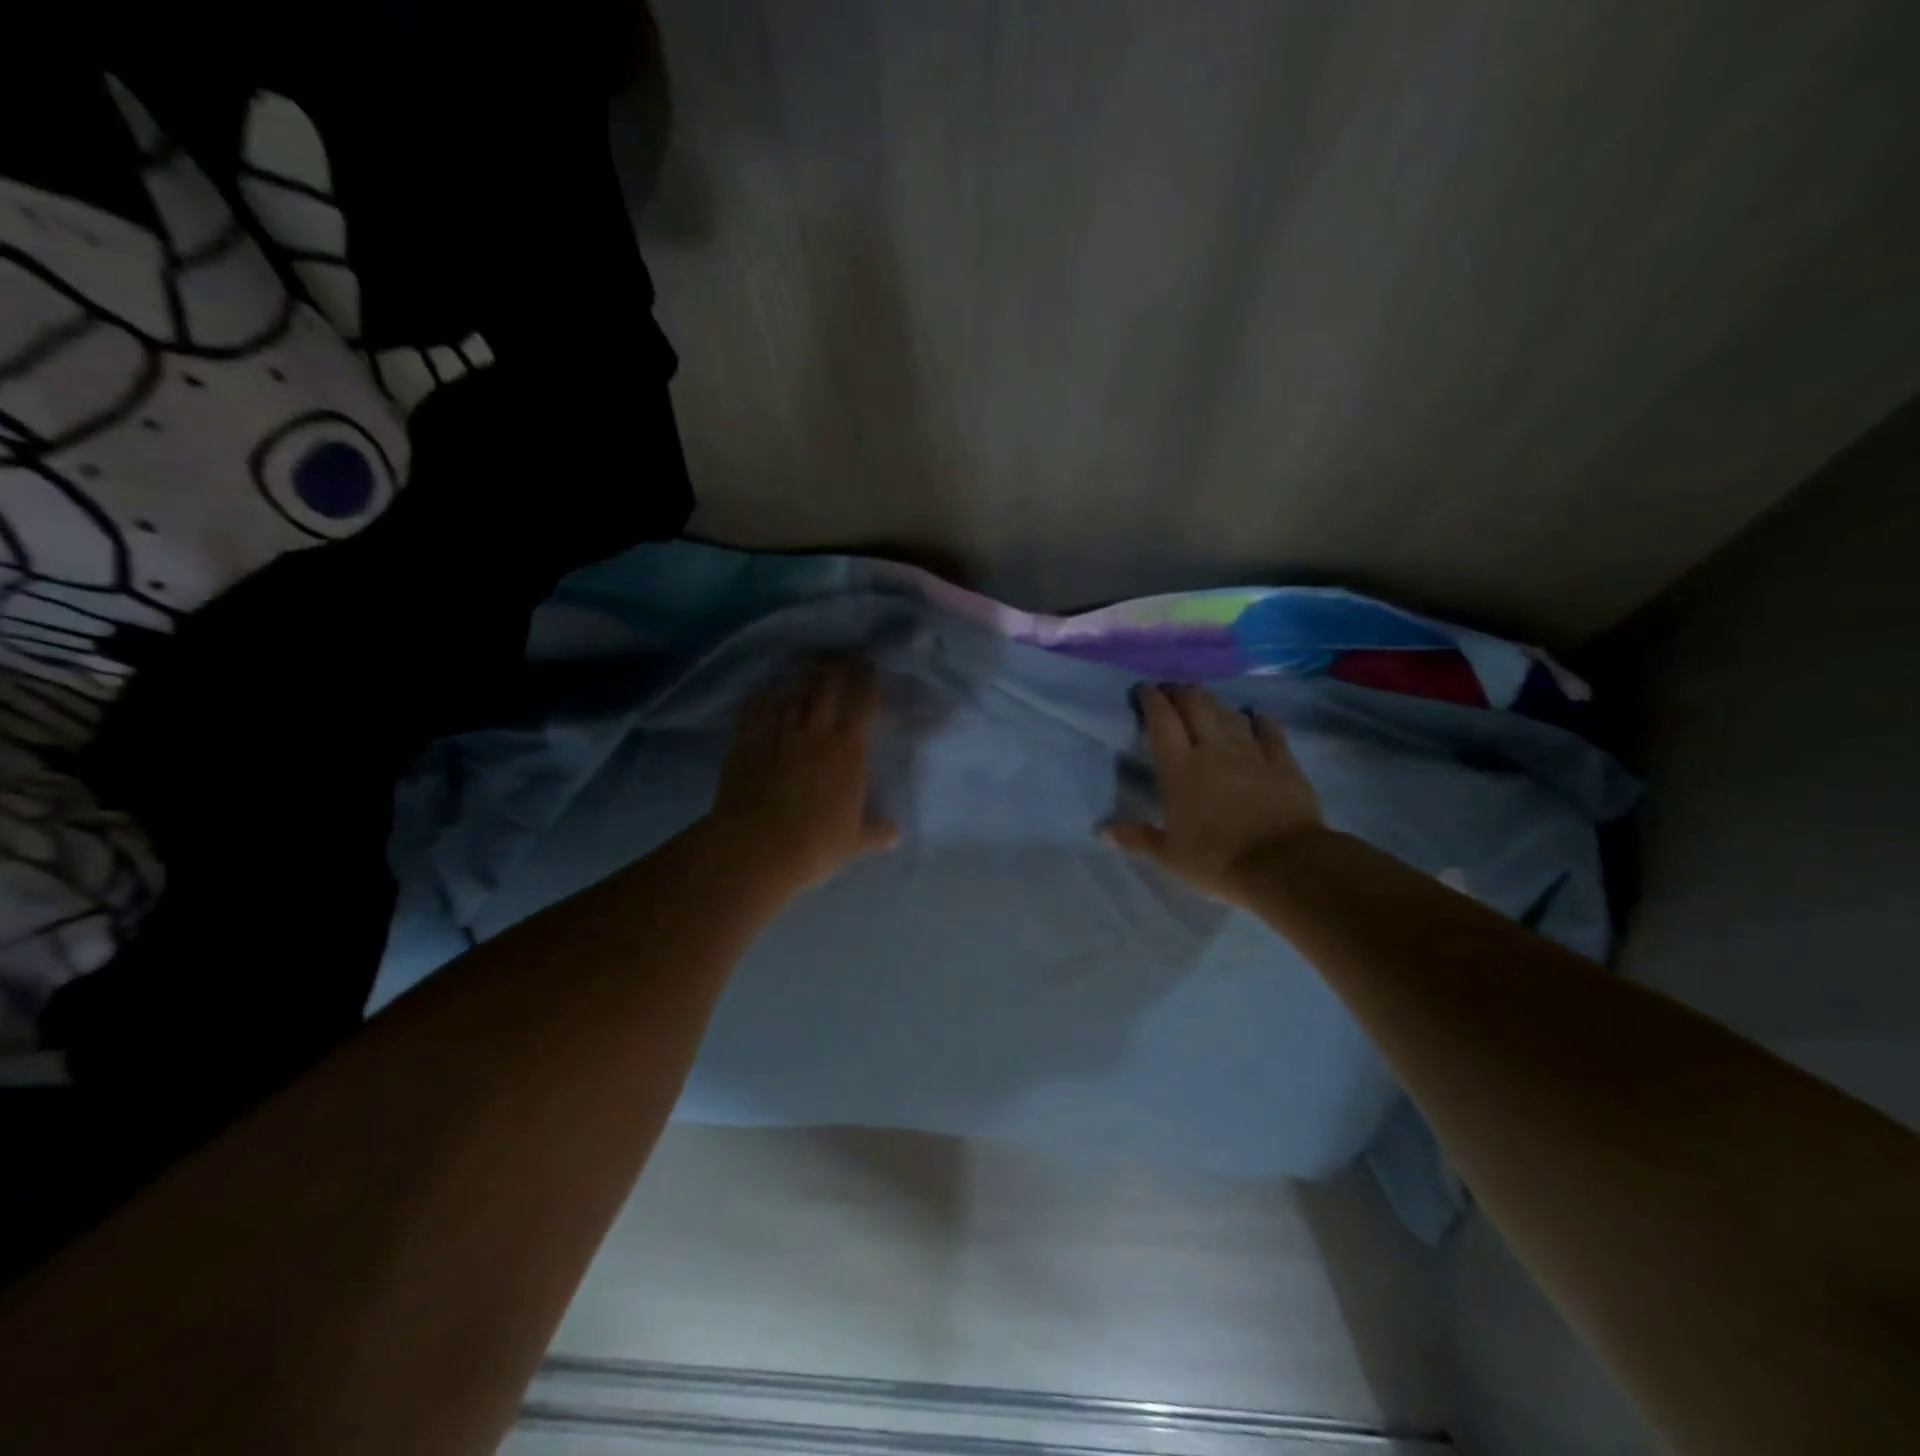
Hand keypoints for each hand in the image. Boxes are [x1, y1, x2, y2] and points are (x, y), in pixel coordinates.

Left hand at [707, 658, 899, 896]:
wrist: (757, 847)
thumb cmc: (816, 844)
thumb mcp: (854, 842)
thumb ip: (876, 832)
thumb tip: (896, 835)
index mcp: (849, 751)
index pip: (863, 705)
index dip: (867, 681)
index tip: (869, 666)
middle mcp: (816, 732)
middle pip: (828, 687)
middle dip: (836, 667)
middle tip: (840, 655)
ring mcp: (778, 733)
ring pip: (793, 693)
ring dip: (802, 677)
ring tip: (807, 664)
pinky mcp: (747, 741)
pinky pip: (755, 709)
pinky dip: (763, 696)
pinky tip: (765, 689)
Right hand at [1105, 684, 1325, 906]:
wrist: (1281, 864)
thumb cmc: (1215, 860)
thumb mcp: (1169, 856)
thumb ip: (1138, 838)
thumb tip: (1102, 833)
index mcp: (1179, 769)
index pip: (1162, 723)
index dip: (1152, 701)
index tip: (1145, 688)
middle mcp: (1212, 751)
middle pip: (1196, 707)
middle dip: (1182, 693)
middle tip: (1173, 690)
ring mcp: (1250, 753)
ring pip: (1229, 715)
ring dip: (1215, 704)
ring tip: (1207, 701)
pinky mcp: (1283, 764)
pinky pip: (1270, 733)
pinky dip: (1261, 721)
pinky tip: (1258, 716)